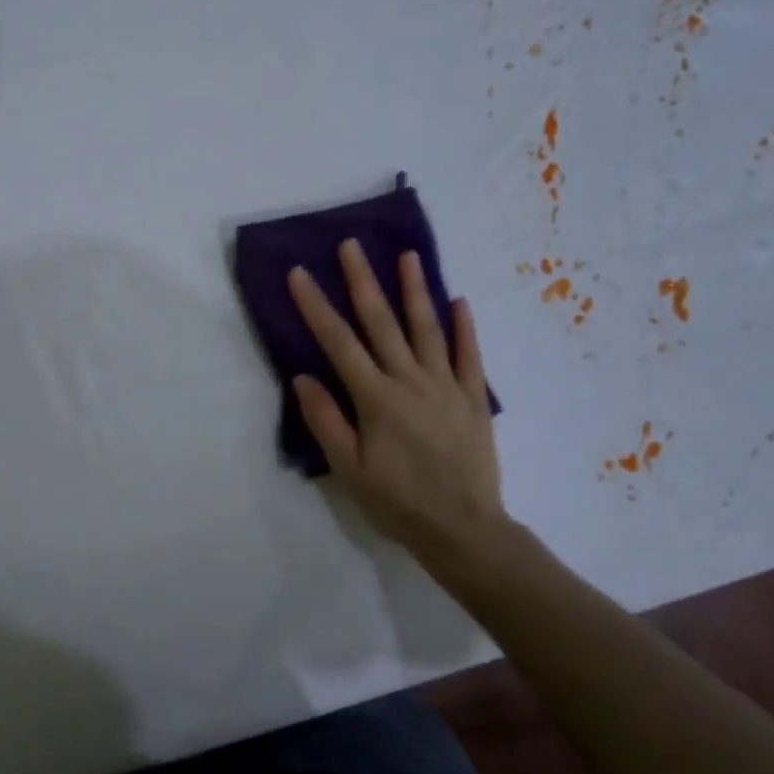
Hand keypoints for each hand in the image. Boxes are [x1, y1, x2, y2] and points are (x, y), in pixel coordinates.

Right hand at [288, 241, 507, 568]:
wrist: (463, 529)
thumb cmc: (398, 502)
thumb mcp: (349, 470)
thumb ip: (325, 421)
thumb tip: (303, 377)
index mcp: (376, 398)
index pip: (339, 343)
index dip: (316, 306)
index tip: (299, 274)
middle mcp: (410, 381)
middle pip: (382, 322)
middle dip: (363, 281)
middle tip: (351, 245)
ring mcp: (446, 386)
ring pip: (427, 328)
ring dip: (415, 290)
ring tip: (408, 256)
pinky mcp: (473, 398)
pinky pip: (469, 355)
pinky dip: (464, 327)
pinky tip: (459, 300)